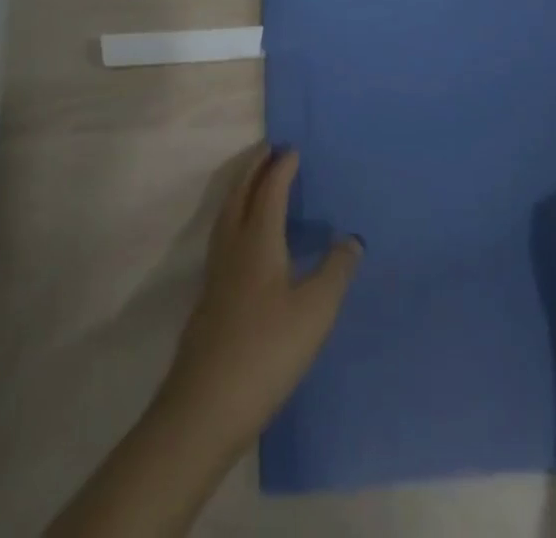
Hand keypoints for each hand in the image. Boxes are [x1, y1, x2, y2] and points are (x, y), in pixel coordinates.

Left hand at [157, 146, 361, 457]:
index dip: (281, 168)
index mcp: (258, 241)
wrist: (204, 408)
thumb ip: (335, 271)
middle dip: (254, 168)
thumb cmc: (266, 351)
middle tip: (268, 149)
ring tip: (253, 181)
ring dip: (240, 190)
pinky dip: (235, 216)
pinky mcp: (209, 298)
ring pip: (226, 215)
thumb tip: (350, 238)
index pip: (269, 191)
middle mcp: (233, 247)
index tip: (292, 149)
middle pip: (239, 195)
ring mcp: (216, 273)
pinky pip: (223, 235)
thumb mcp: (315, 312)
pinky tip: (244, 239)